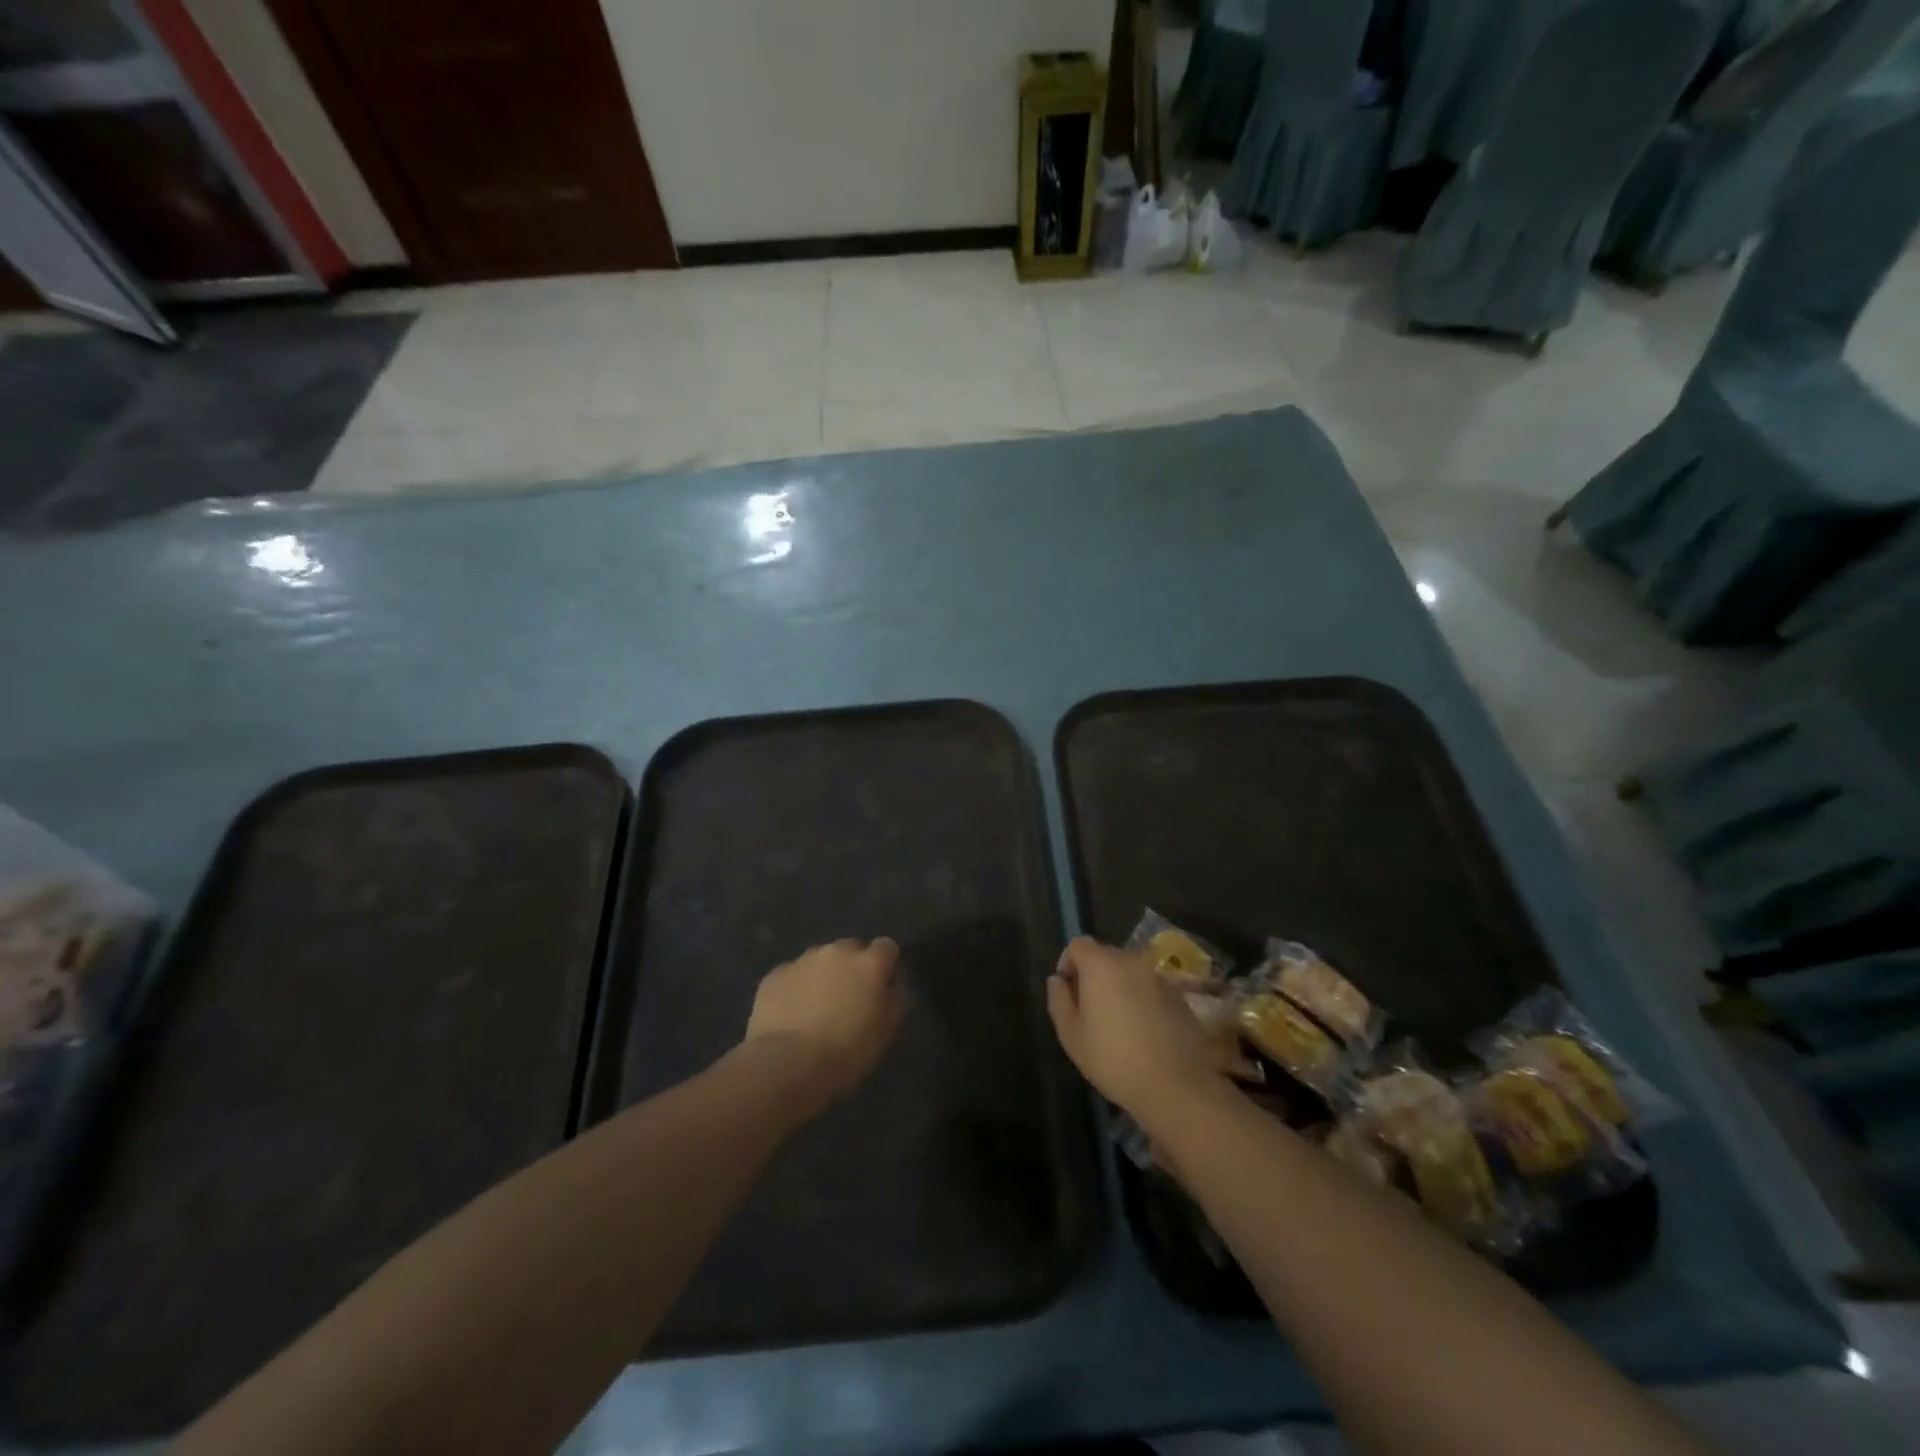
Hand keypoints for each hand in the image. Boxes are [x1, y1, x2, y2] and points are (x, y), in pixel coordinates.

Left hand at [744, 938, 904, 1108]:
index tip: (881, 987)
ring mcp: (802, 960)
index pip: (886, 947)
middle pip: (851, 948)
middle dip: (852, 967)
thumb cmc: (845, 1053)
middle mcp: (837, 952)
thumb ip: (893, 1000)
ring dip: (823, 975)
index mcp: (869, 963)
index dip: (885, 966)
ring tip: (816, 1008)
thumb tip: (889, 986)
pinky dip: (796, 987)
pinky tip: (791, 1015)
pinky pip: (792, 974)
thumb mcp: (885, 1033)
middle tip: (848, 998)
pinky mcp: (775, 974)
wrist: (786, 1065)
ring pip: (820, 959)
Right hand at [1047, 937, 1236, 1126]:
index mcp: (1101, 964)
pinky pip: (1150, 988)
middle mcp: (1131, 961)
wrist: (1175, 1085)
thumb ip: (1059, 999)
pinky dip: (1141, 1000)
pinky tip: (1143, 1032)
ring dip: (1118, 988)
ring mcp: (1158, 977)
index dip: (1067, 963)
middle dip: (1093, 976)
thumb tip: (1058, 980)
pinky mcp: (1178, 995)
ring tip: (1118, 1024)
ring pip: (1129, 972)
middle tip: (1090, 1012)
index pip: (1077, 945)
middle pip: (1104, 956)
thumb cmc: (1113, 1058)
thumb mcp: (1071, 1034)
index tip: (1068, 993)